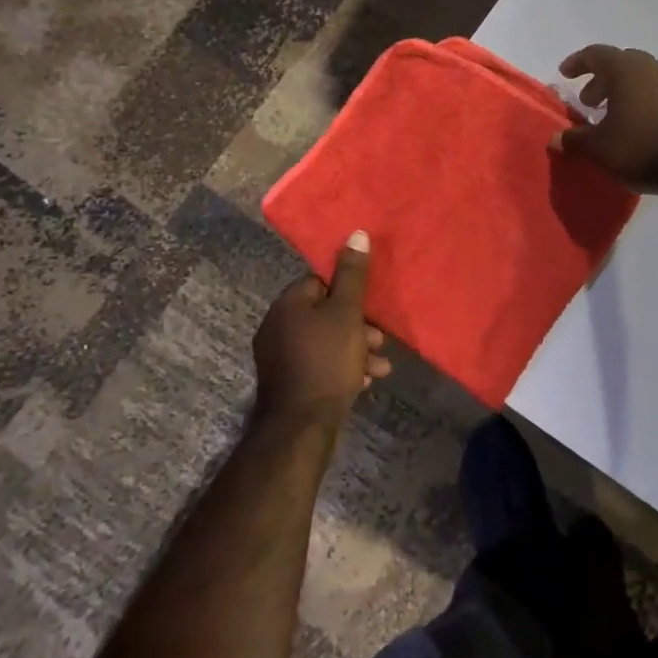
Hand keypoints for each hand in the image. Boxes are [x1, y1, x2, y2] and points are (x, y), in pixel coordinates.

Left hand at [252, 231, 390, 429]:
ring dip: (355, 350)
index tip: (368, 308)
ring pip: (325, 342)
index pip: (319, 282)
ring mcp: (278, 357)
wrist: (302, 425)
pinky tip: (365, 382)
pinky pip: (318, 364)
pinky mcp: (287, 383)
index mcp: (288, 304)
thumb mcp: (347, 313)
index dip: (347, 293)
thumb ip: (353, 275)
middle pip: (324, 314)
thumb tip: (355, 233)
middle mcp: (277, 326)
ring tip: (381, 366)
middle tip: (380, 340)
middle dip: (357, 326)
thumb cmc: (327, 360)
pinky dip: (341, 369)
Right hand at [550, 46, 657, 193]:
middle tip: (589, 102)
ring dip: (627, 94)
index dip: (578, 63)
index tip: (565, 74)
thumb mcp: (600, 149)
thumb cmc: (643, 147)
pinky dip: (650, 108)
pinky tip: (647, 129)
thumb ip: (575, 140)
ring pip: (646, 81)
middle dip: (602, 81)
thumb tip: (555, 138)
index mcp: (626, 70)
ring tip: (616, 118)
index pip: (596, 54)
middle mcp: (653, 69)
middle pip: (622, 65)